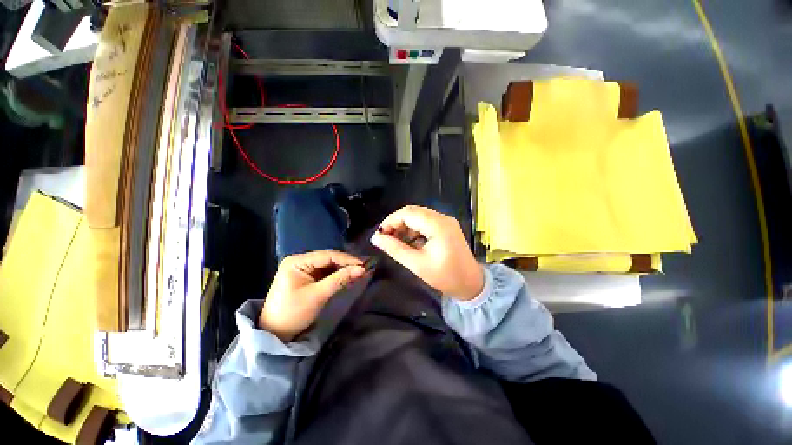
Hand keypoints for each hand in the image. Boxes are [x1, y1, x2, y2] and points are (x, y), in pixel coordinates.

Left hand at [259, 250, 364, 341]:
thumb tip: (361, 269)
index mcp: (297, 261)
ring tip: (359, 273)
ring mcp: (303, 269)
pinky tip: (348, 278)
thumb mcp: (318, 295)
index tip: (363, 265)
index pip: (327, 255)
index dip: (347, 259)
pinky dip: (337, 276)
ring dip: (343, 270)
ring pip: (328, 266)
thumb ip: (340, 279)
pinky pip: (325, 273)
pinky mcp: (307, 278)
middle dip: (346, 264)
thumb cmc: (293, 313)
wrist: (274, 334)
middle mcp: (300, 261)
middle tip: (363, 269)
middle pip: (328, 259)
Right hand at [370, 205, 483, 299]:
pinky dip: (414, 228)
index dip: (390, 221)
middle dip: (396, 222)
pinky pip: (425, 221)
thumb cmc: (445, 277)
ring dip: (404, 225)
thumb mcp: (417, 264)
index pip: (408, 213)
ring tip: (394, 240)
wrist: (471, 284)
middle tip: (385, 237)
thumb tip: (376, 238)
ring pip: (418, 215)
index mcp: (438, 225)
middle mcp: (443, 218)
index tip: (379, 234)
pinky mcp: (446, 226)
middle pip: (413, 212)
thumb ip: (395, 249)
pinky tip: (408, 240)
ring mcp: (446, 221)